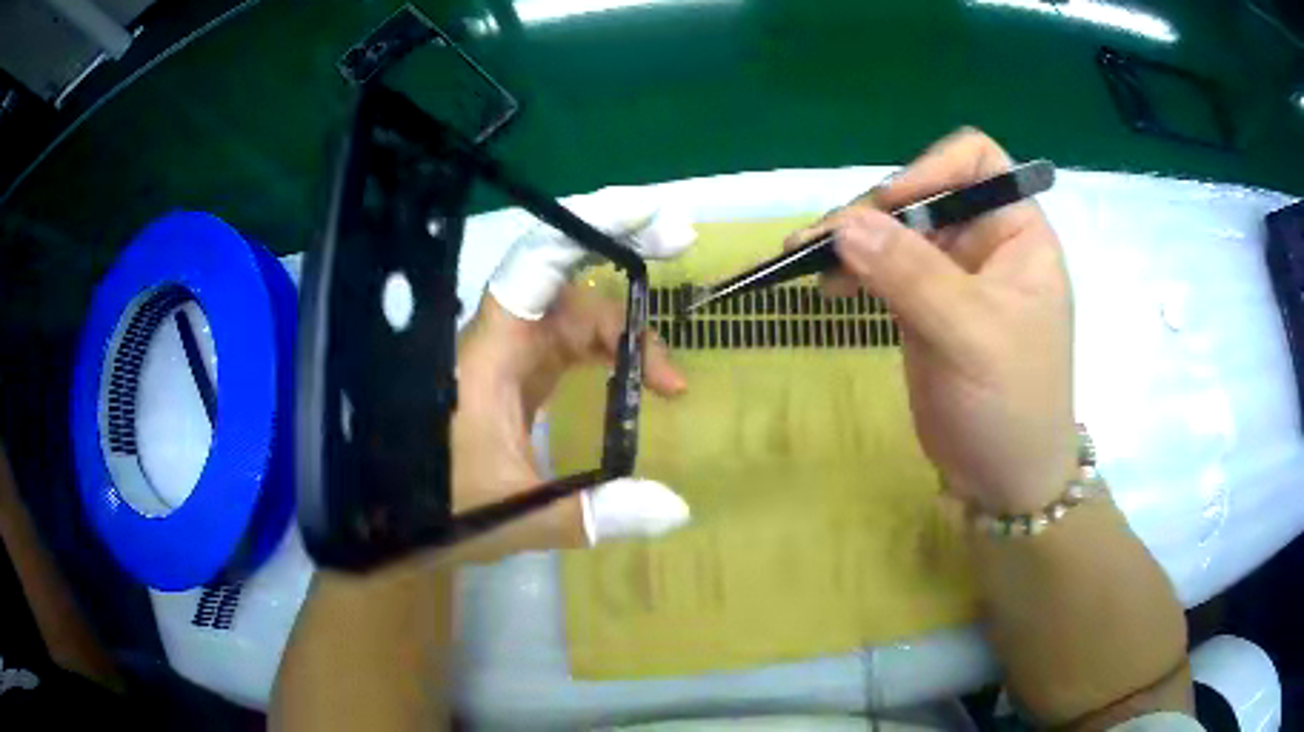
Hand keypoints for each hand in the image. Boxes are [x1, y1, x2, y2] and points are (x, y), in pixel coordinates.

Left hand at [451, 188, 698, 559]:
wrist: (403, 519)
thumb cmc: (440, 509)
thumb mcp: (517, 515)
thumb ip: (595, 513)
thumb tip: (678, 509)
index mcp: (490, 354)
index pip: (536, 266)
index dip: (589, 227)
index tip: (650, 217)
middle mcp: (501, 340)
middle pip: (568, 282)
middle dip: (622, 251)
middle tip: (679, 240)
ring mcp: (511, 357)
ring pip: (576, 314)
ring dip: (625, 332)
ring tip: (668, 382)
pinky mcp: (520, 377)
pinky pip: (572, 345)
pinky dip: (610, 354)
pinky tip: (636, 381)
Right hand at [786, 129, 1076, 513]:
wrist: (1003, 481)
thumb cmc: (1012, 406)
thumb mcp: (971, 336)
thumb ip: (912, 275)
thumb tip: (845, 223)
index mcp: (1018, 234)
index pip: (978, 162)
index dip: (932, 169)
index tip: (891, 206)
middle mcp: (986, 243)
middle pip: (924, 194)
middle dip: (874, 213)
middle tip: (822, 243)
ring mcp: (951, 274)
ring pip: (895, 231)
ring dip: (851, 240)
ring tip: (803, 259)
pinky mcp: (924, 306)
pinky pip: (883, 270)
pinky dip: (852, 270)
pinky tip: (825, 286)